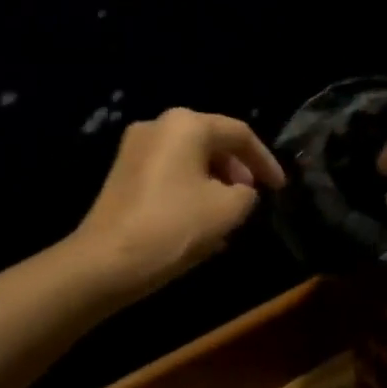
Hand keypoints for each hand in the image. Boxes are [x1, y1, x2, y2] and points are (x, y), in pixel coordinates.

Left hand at [72, 109, 285, 299]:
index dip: (266, 161)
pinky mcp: (122, 175)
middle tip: (253, 199)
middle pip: (212, 142)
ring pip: (190, 160)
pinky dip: (191, 191)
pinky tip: (201, 223)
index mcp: (186, 125)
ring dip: (215, 184)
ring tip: (230, 216)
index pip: (239, 134)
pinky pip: (169, 174)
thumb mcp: (229, 210)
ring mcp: (134, 149)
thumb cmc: (175, 227)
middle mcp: (158, 126)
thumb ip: (247, 193)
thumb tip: (240, 191)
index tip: (280, 188)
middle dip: (238, 171)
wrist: (106, 262)